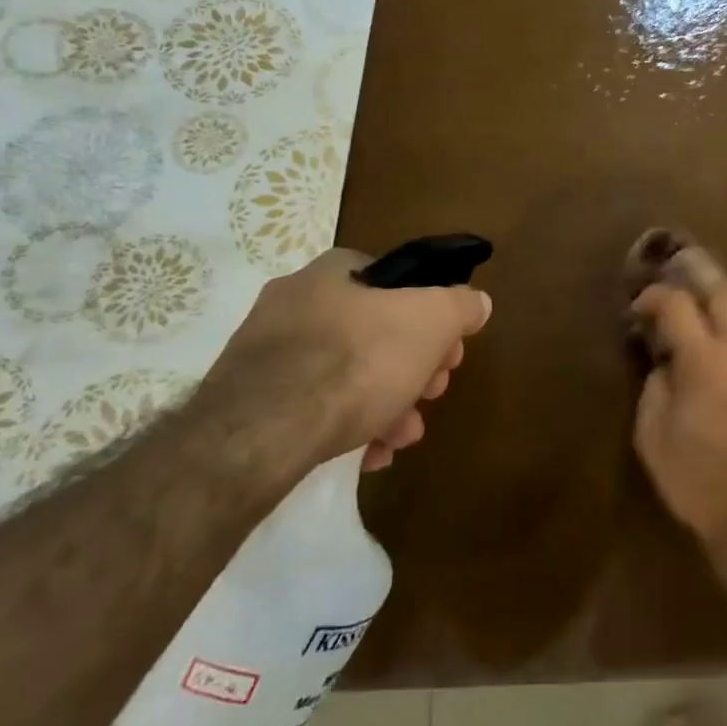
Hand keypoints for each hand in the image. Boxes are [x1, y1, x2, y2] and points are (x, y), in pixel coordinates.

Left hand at [197, 248, 491, 477]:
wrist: (262, 433)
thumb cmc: (356, 360)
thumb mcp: (431, 322)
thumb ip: (460, 306)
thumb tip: (477, 302)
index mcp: (334, 272)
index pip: (396, 282)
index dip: (432, 317)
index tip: (448, 353)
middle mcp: (295, 301)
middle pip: (375, 331)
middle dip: (413, 367)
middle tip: (431, 395)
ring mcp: (267, 351)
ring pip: (345, 373)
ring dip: (386, 402)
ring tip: (402, 437)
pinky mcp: (250, 399)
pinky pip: (311, 404)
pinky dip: (346, 424)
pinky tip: (366, 454)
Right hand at [631, 244, 726, 553]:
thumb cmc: (701, 484)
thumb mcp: (653, 440)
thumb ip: (655, 391)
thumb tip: (665, 365)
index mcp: (701, 359)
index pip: (675, 303)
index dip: (654, 296)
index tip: (643, 309)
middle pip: (725, 290)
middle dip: (700, 286)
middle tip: (689, 305)